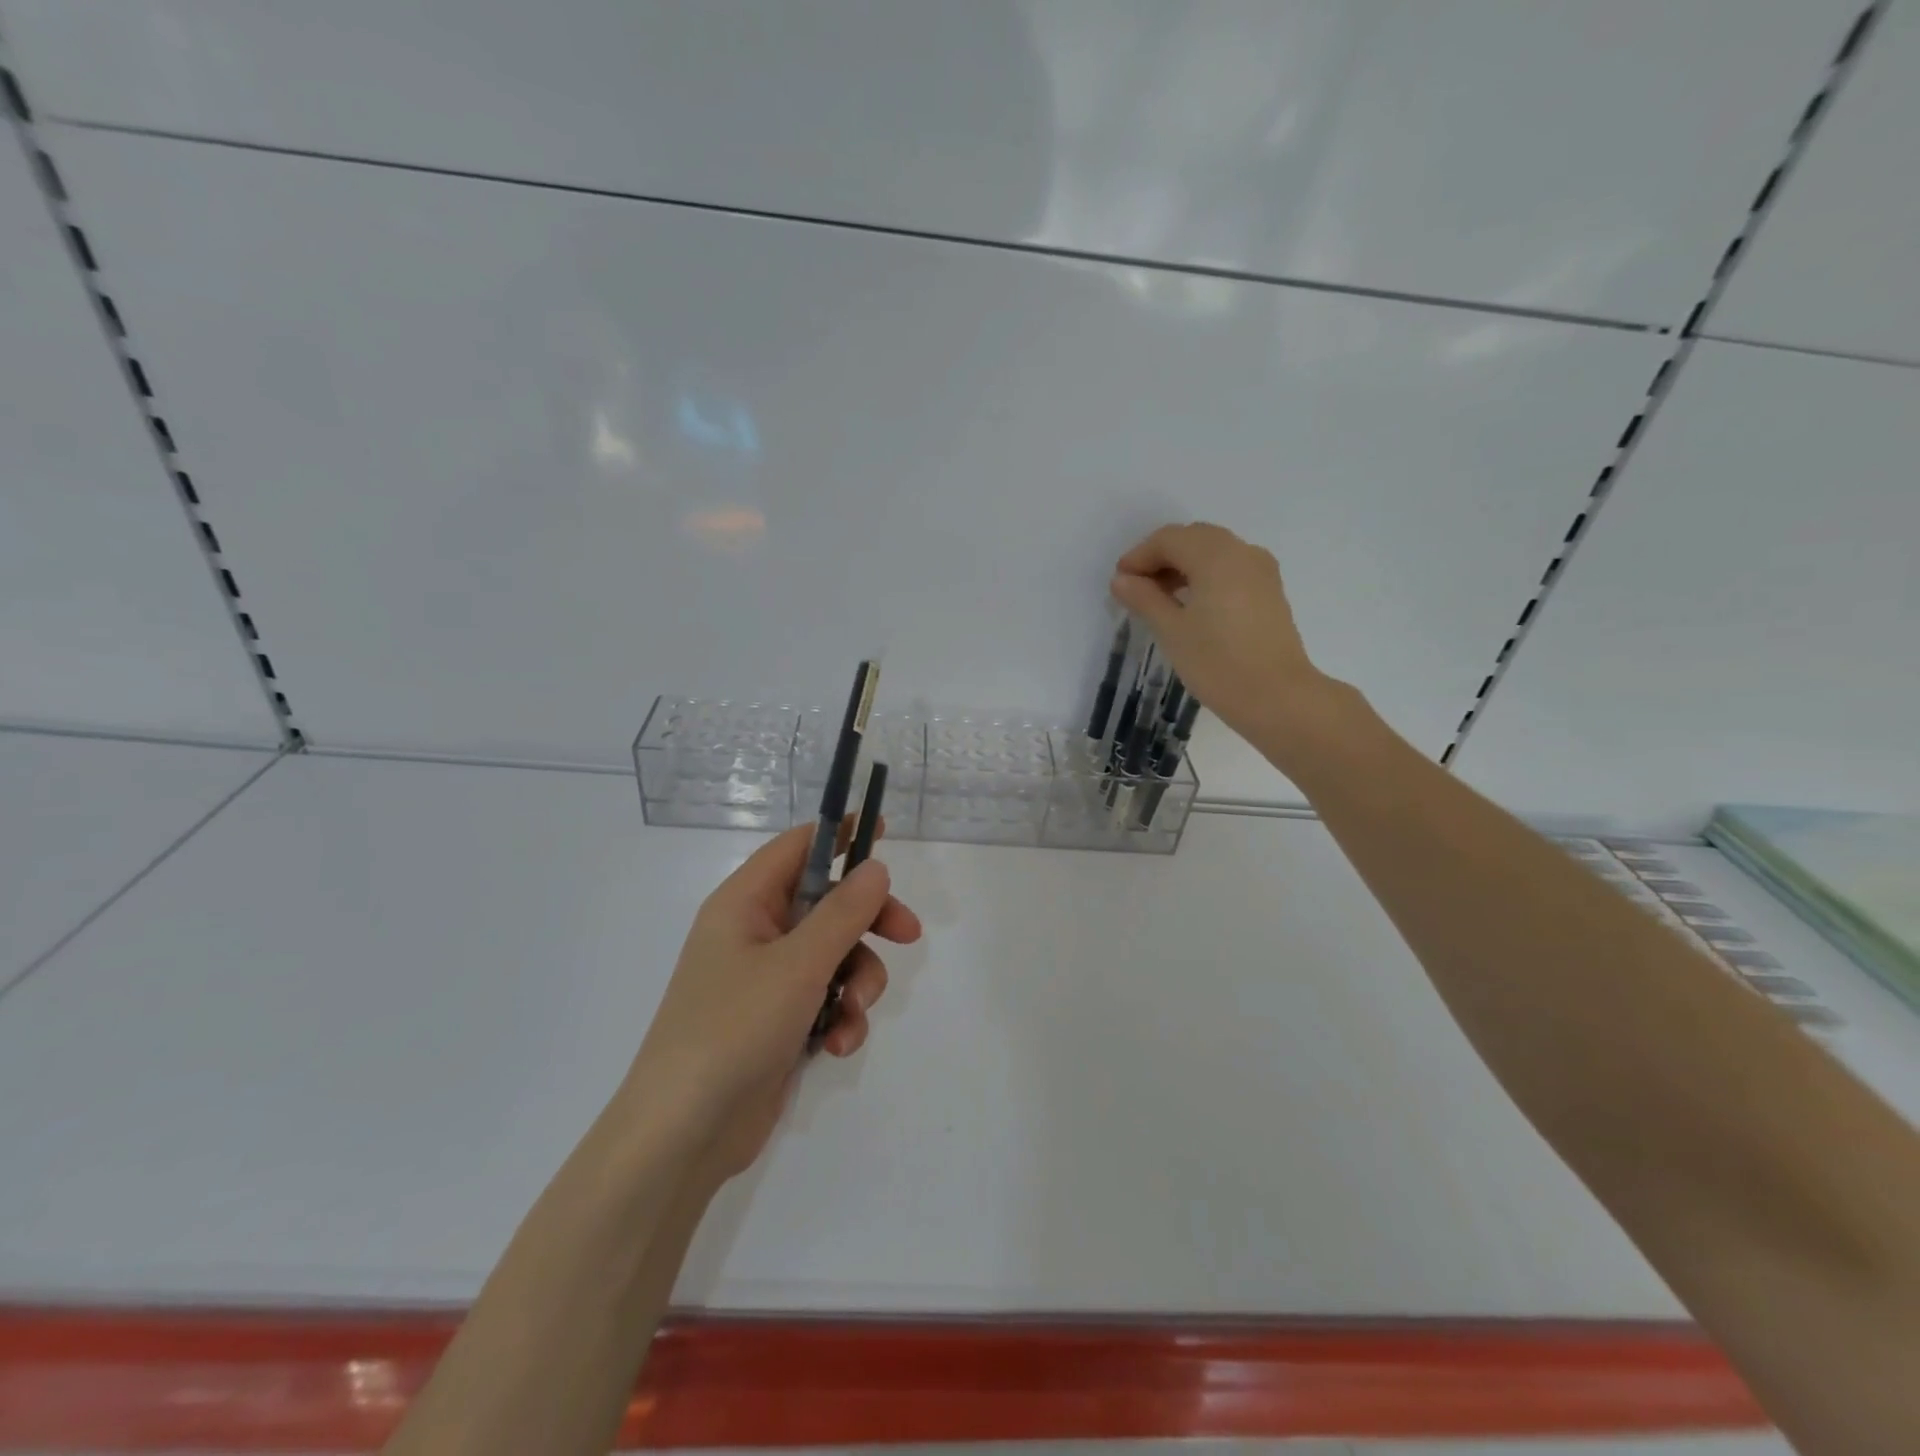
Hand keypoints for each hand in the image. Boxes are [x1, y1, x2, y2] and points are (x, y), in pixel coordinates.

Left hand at [623, 822, 921, 1180]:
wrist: (683, 1134)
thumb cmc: (733, 1029)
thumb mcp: (797, 965)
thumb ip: (843, 912)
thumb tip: (875, 867)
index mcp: (744, 903)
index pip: (798, 847)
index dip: (840, 834)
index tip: (883, 831)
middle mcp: (755, 933)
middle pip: (828, 903)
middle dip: (869, 922)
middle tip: (908, 934)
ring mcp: (766, 979)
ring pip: (835, 955)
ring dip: (857, 983)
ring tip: (853, 1016)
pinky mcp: (779, 1020)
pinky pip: (826, 998)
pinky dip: (840, 1017)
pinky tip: (838, 1046)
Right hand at [1110, 522, 1331, 749]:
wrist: (1277, 698)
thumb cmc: (1217, 663)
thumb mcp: (1171, 630)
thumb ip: (1144, 598)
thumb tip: (1122, 580)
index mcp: (1216, 556)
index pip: (1169, 539)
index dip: (1139, 556)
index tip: (1119, 583)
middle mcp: (1242, 552)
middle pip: (1193, 539)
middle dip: (1161, 557)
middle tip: (1136, 589)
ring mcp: (1261, 570)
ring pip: (1213, 552)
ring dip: (1183, 566)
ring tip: (1159, 599)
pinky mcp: (1269, 591)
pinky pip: (1230, 569)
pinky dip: (1205, 576)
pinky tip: (1190, 606)